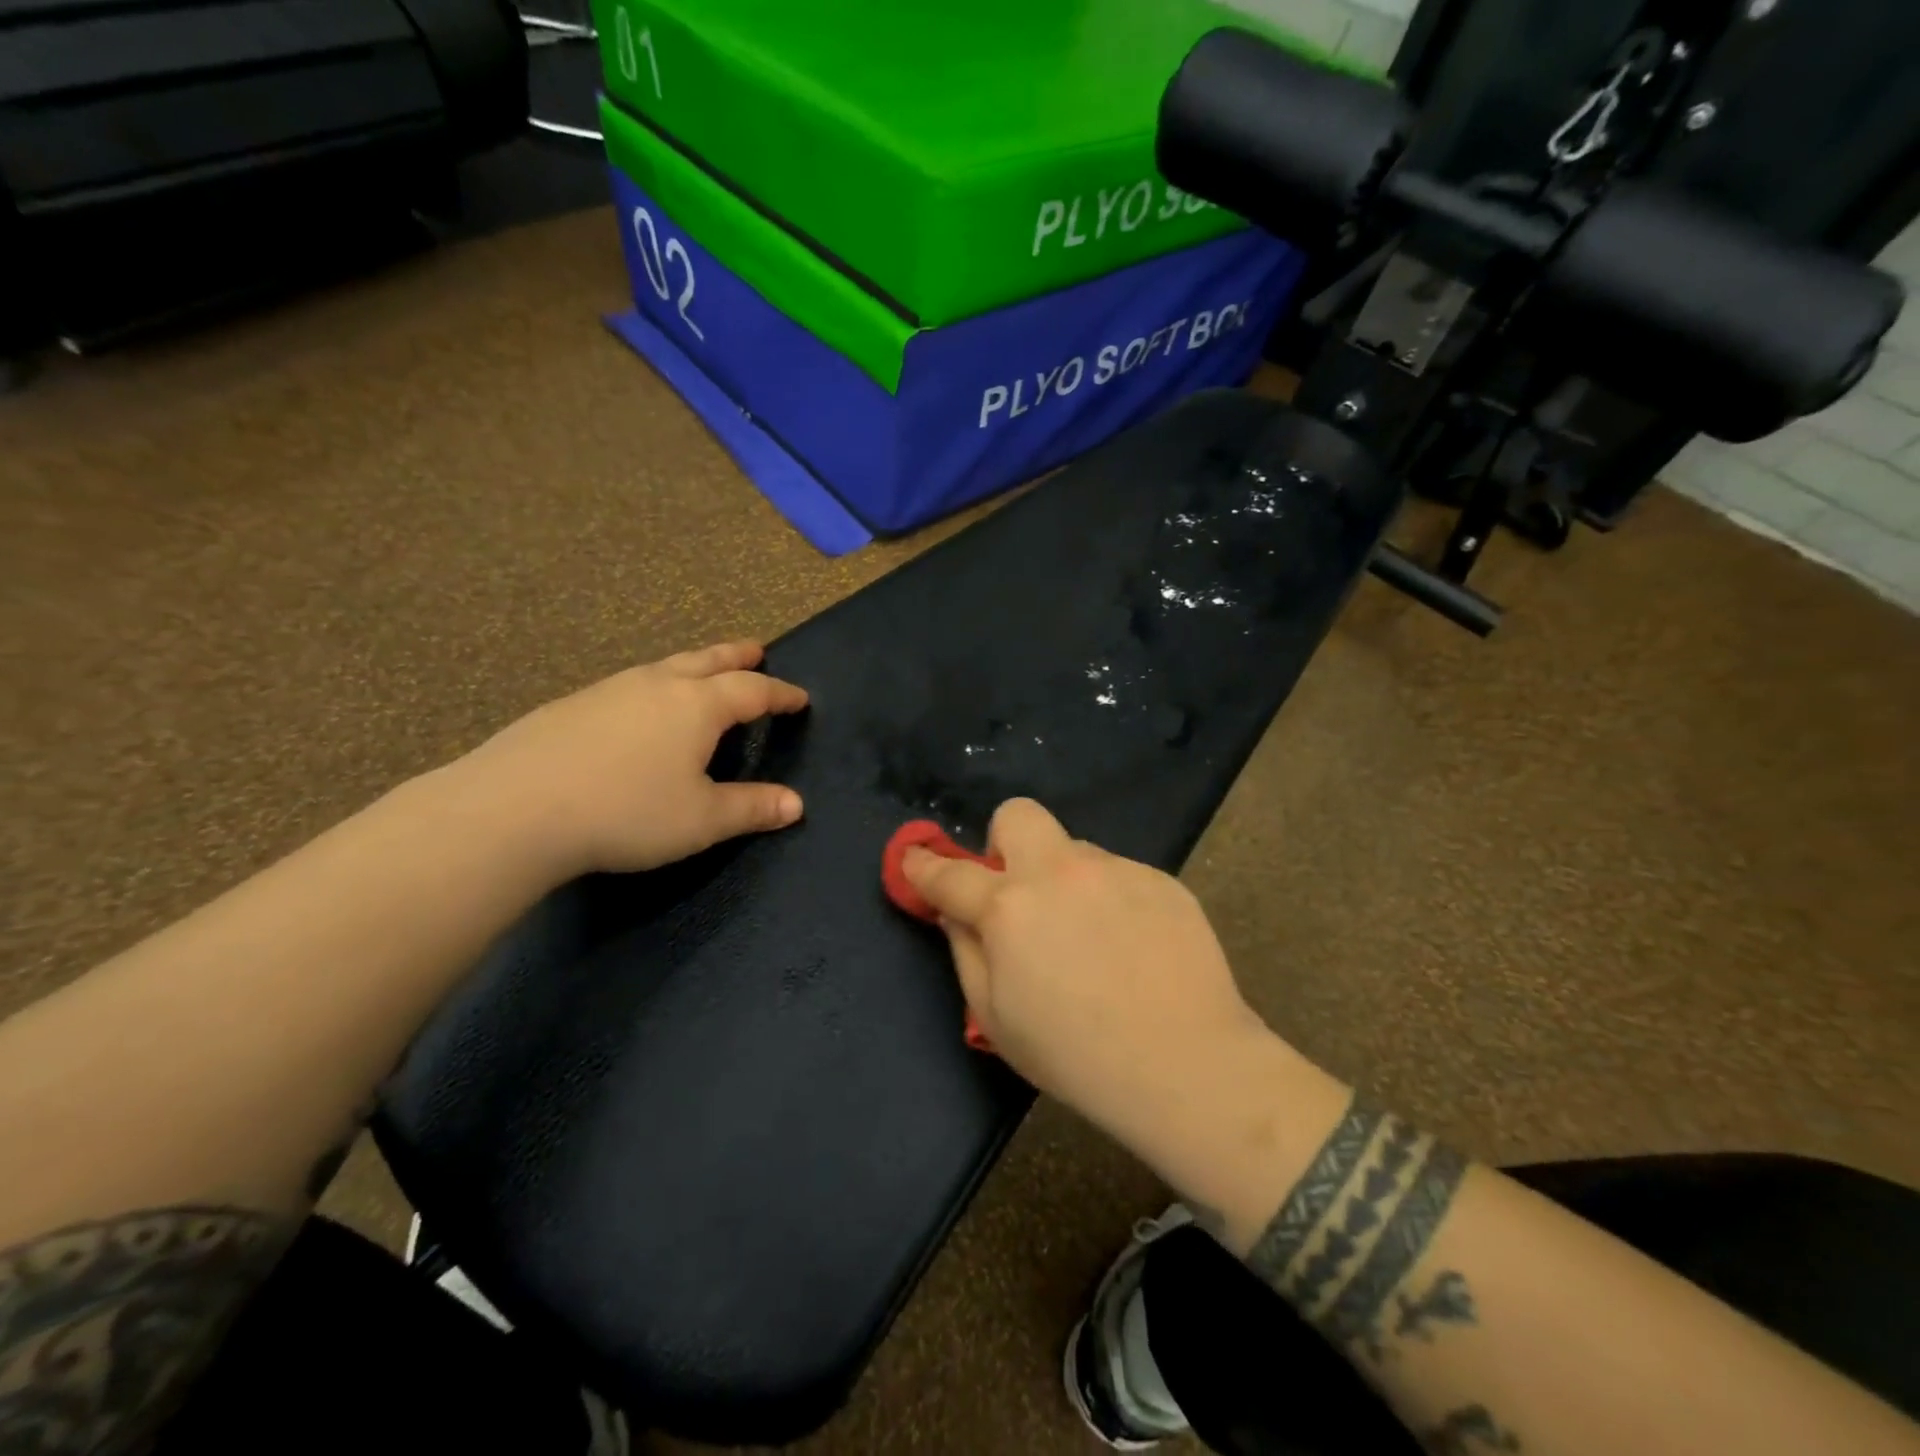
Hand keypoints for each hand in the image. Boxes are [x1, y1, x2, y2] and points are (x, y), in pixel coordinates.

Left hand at [454, 642, 808, 877]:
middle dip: (737, 657)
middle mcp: (657, 685)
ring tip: (703, 672)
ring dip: (694, 665)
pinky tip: (640, 708)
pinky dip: (654, 685)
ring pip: (664, 667)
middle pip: (707, 661)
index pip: (752, 691)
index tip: (800, 698)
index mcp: (697, 706)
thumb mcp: (701, 820)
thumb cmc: (628, 812)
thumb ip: (751, 808)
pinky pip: (630, 685)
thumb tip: (796, 804)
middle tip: (756, 651)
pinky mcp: (572, 706)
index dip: (780, 695)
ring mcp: (610, 690)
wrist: (515, 809)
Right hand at [903, 798, 1275, 1151]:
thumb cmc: (1076, 1056)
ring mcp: (1116, 870)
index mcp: (1009, 908)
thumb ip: (966, 952)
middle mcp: (1059, 872)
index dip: (923, 864)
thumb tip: (954, 913)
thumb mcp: (996, 1018)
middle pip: (1017, 816)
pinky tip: (1132, 947)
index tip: (915, 859)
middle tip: (1018, 891)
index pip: (950, 873)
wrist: (1187, 1065)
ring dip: (1065, 882)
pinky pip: (1118, 876)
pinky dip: (1109, 899)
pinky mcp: (1160, 879)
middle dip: (1004, 843)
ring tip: (1092, 939)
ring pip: (1074, 852)